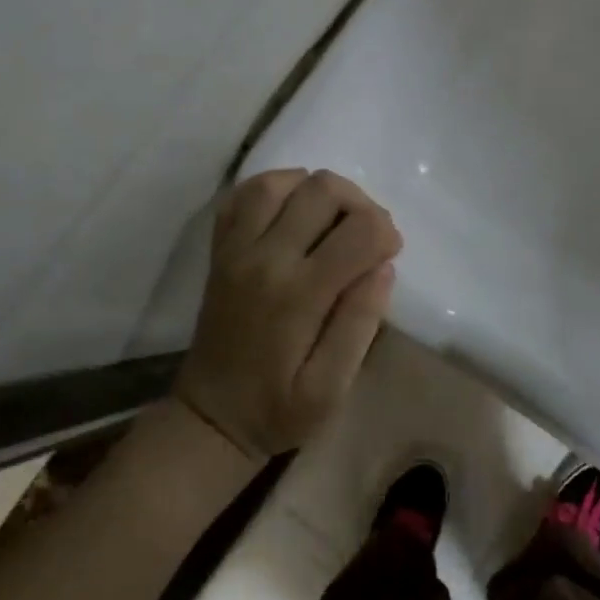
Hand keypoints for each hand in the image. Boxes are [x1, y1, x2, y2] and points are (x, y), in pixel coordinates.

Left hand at [173, 169, 401, 459]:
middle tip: (366, 238)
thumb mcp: (331, 389)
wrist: (210, 418)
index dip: (387, 234)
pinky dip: (276, 189)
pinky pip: (244, 194)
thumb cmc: (278, 410)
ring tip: (333, 221)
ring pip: (281, 181)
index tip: (389, 255)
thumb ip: (360, 325)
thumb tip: (382, 268)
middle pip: (323, 190)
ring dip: (318, 191)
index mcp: (298, 295)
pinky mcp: (220, 249)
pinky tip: (294, 211)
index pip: (359, 231)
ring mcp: (236, 249)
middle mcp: (264, 259)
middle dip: (360, 204)